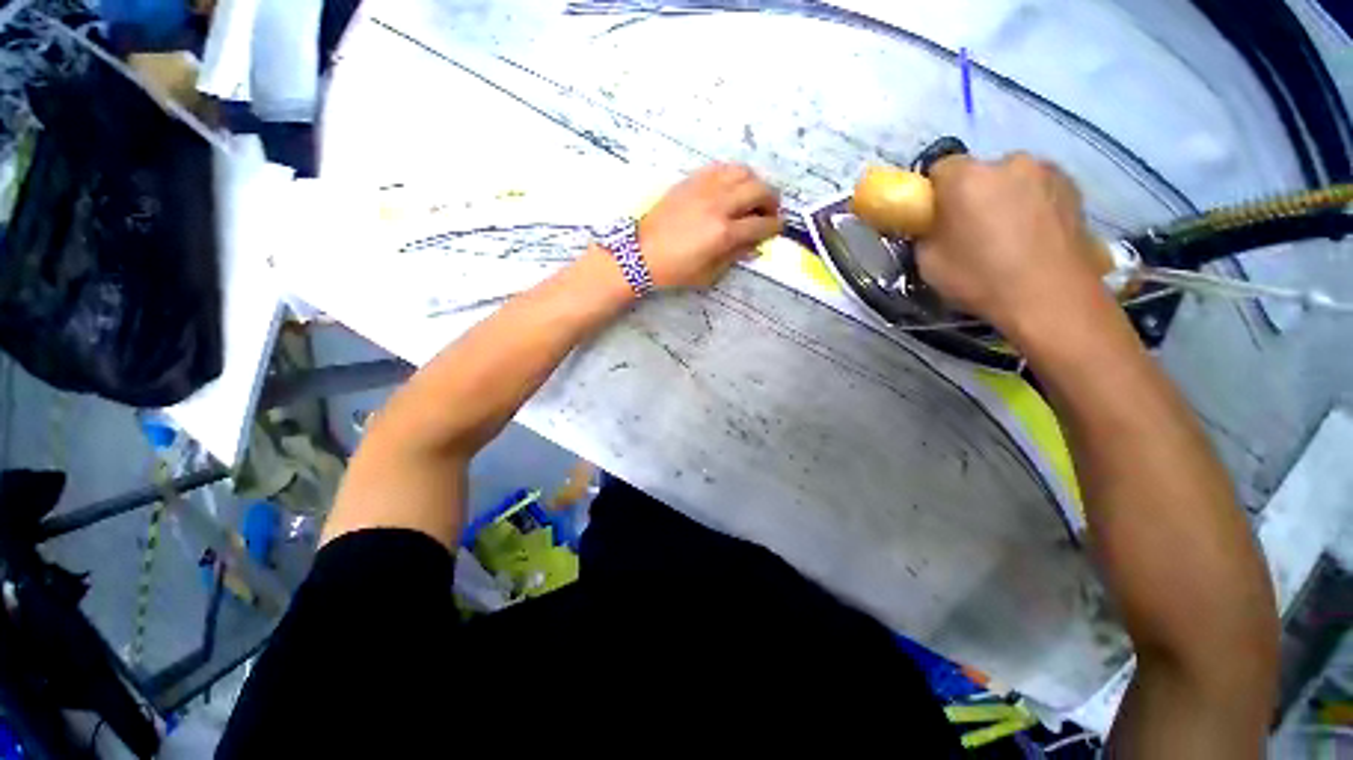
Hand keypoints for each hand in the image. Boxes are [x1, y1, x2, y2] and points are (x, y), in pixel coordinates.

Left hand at [638, 163, 781, 288]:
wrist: (641, 252)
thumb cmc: (675, 270)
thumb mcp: (709, 273)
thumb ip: (735, 256)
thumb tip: (755, 245)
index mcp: (724, 232)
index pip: (761, 224)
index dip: (775, 227)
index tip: (777, 228)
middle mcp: (719, 204)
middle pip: (759, 190)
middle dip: (772, 201)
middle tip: (769, 212)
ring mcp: (705, 188)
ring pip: (743, 172)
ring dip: (755, 184)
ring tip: (752, 197)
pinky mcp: (692, 179)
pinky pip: (721, 167)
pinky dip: (733, 175)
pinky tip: (731, 187)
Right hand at [916, 153, 1104, 334]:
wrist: (1051, 297)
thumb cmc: (981, 278)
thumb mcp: (928, 262)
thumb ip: (925, 234)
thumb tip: (930, 225)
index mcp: (966, 177)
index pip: (939, 168)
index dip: (934, 193)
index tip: (934, 218)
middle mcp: (1008, 162)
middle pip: (979, 172)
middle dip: (971, 194)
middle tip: (969, 229)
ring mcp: (1046, 170)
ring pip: (1011, 179)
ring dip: (1003, 197)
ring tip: (1006, 235)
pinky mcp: (1074, 186)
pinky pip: (1039, 189)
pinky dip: (1031, 204)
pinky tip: (1031, 235)